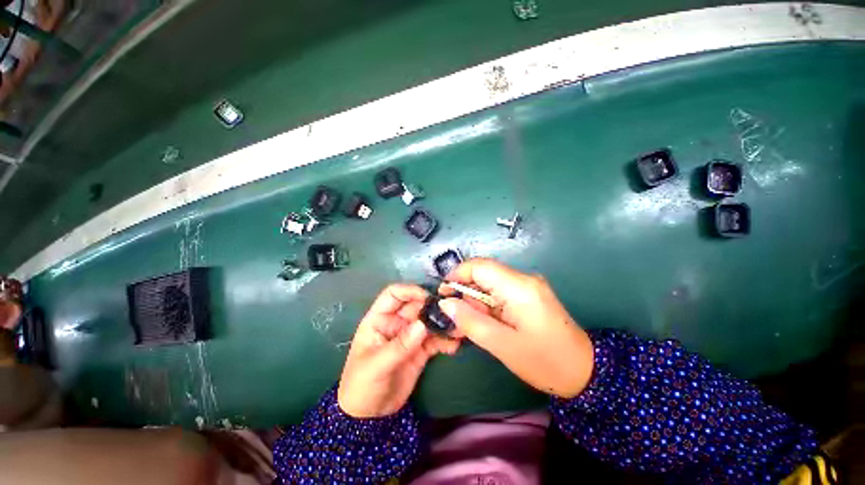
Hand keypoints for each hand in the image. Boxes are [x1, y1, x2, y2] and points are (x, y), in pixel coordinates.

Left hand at [338, 284, 459, 417]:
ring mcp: (410, 336)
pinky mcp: (421, 350)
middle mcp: (396, 323)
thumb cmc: (361, 385)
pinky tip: (455, 345)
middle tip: (452, 313)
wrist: (369, 416)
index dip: (410, 291)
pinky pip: (435, 340)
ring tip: (458, 329)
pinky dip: (445, 340)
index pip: (394, 295)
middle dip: (433, 308)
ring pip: (428, 322)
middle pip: (417, 306)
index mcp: (380, 319)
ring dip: (443, 323)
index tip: (428, 297)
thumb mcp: (376, 365)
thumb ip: (400, 345)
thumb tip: (422, 325)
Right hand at [439, 259, 593, 398]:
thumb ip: (470, 321)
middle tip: (458, 318)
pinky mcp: (529, 293)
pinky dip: (488, 304)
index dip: (457, 274)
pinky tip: (488, 323)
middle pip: (484, 274)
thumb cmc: (545, 362)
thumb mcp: (502, 345)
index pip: (480, 266)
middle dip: (466, 292)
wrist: (585, 372)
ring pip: (490, 283)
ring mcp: (528, 285)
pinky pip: (500, 291)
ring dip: (476, 301)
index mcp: (519, 287)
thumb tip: (445, 303)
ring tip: (473, 325)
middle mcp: (524, 279)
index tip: (443, 293)